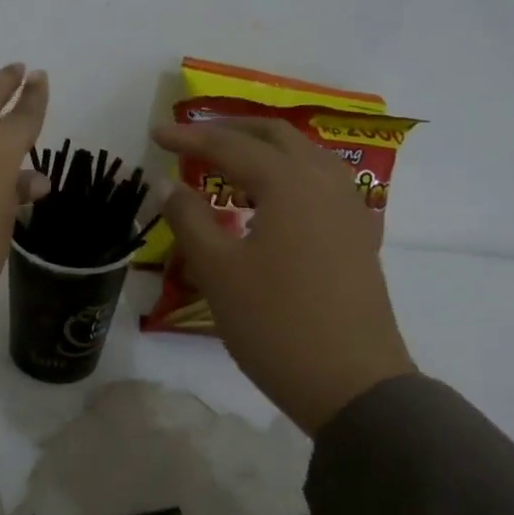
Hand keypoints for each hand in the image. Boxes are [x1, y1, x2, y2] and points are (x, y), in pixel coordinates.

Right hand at [154, 118, 414, 433]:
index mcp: (289, 183)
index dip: (189, 137)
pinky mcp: (358, 236)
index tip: (155, 133)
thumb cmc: (275, 323)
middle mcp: (325, 183)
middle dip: (232, 129)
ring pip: (305, 156)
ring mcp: (349, 209)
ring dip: (264, 149)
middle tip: (193, 137)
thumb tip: (168, 184)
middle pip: (276, 137)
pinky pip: (321, 183)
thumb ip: (189, 218)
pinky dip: (288, 174)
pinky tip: (271, 200)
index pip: (231, 146)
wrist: (353, 385)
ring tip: (229, 162)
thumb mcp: (217, 271)